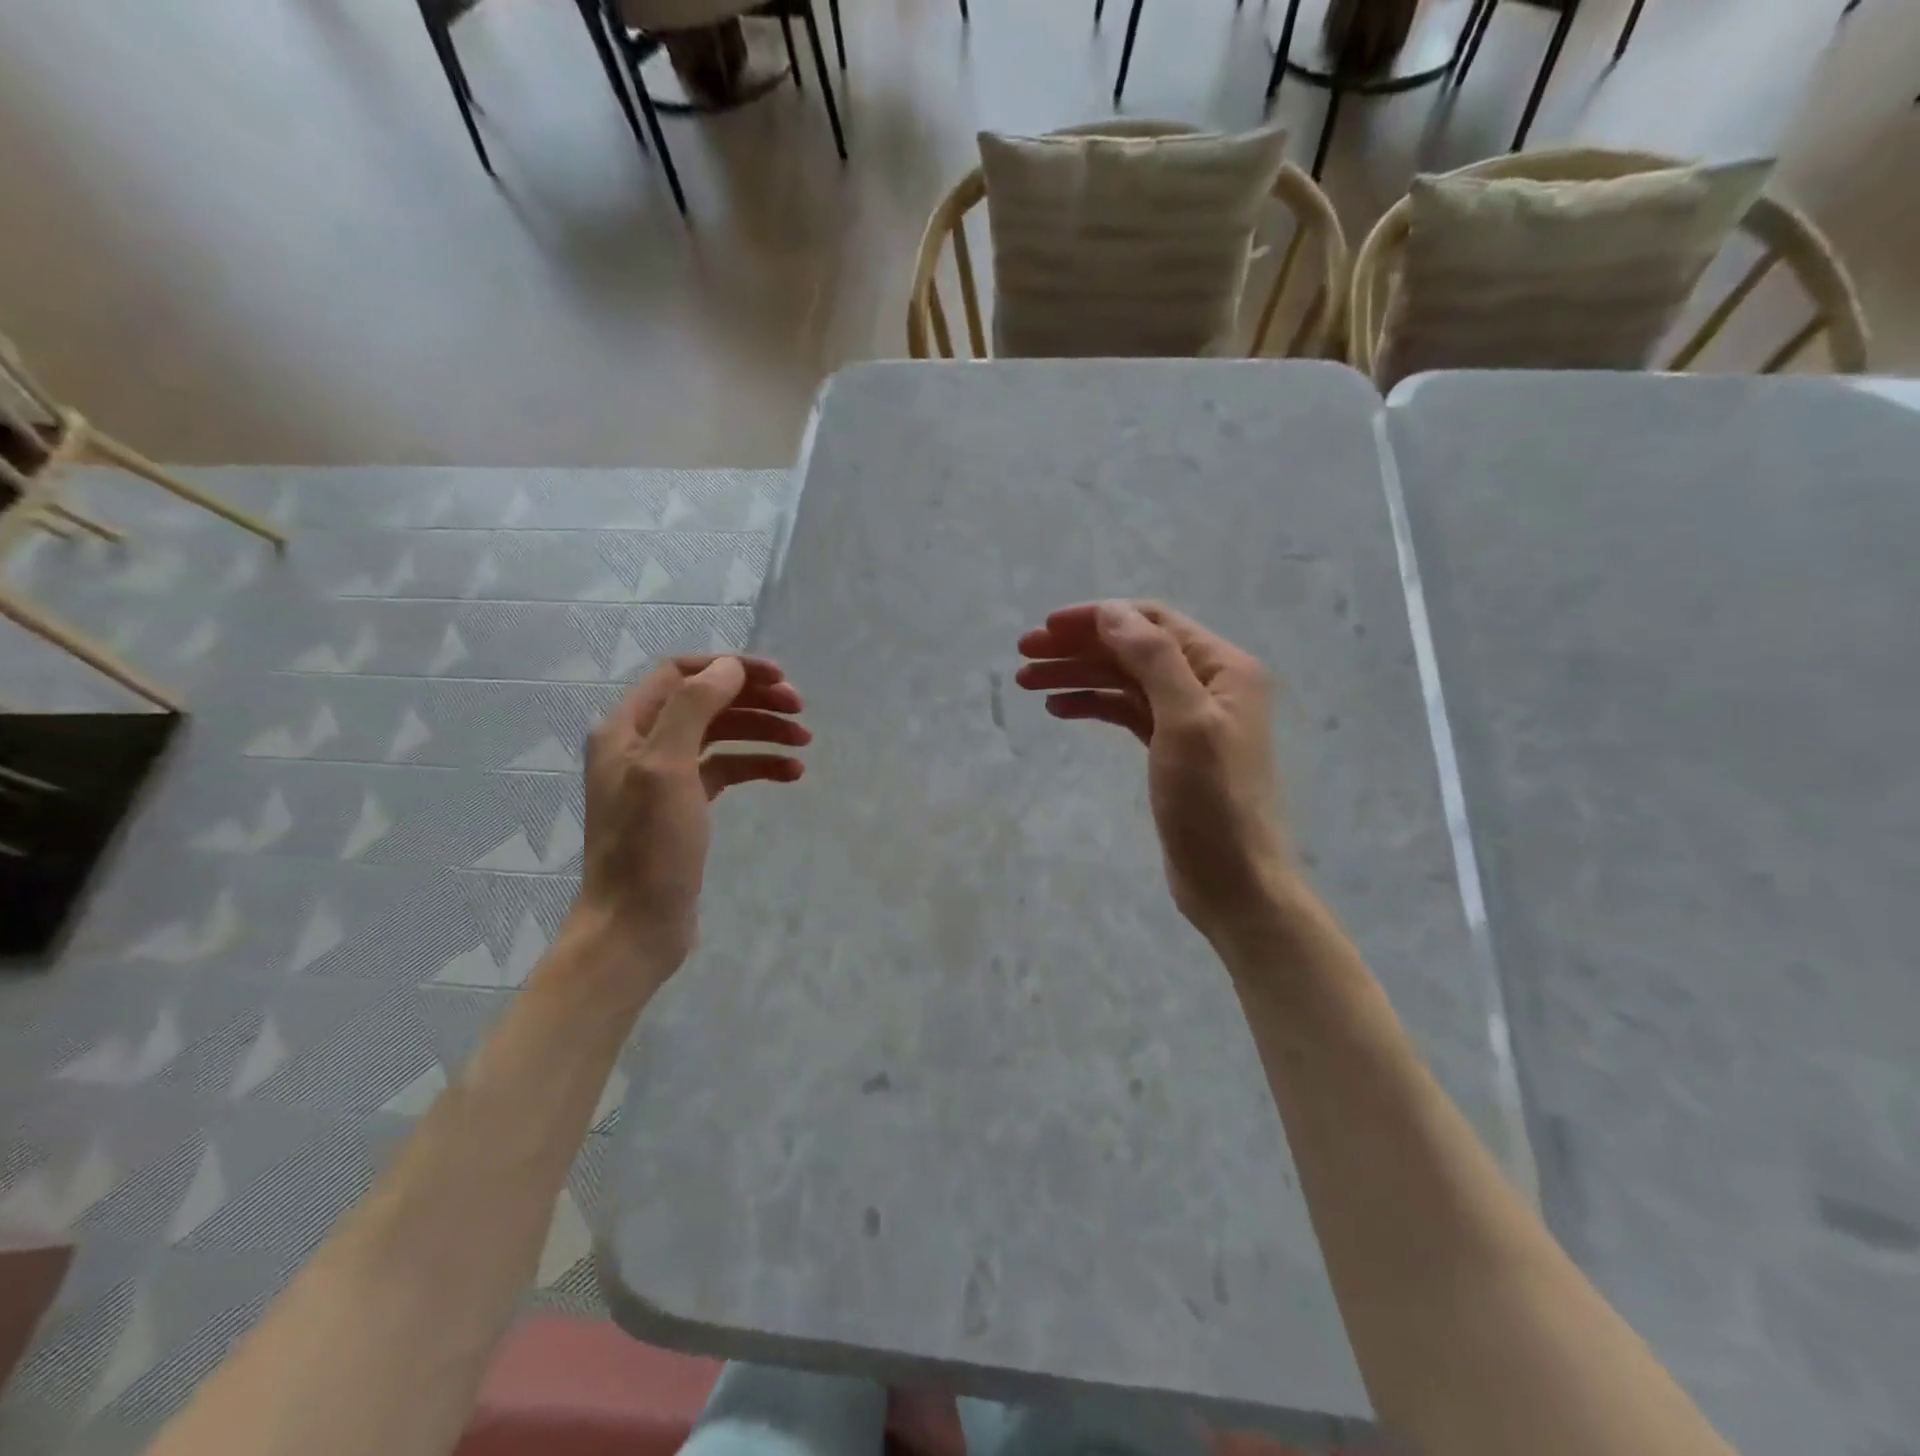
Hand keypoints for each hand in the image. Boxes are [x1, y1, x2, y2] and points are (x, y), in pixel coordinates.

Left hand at [573, 654, 809, 976]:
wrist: (635, 926)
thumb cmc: (648, 848)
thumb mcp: (666, 768)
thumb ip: (692, 708)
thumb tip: (728, 666)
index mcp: (627, 728)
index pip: (681, 673)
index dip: (730, 668)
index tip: (778, 678)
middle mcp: (642, 744)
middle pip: (705, 701)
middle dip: (753, 699)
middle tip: (799, 709)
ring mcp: (664, 776)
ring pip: (720, 735)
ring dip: (762, 731)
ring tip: (805, 741)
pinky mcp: (685, 806)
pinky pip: (726, 770)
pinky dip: (758, 765)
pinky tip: (790, 772)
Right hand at [1016, 601, 1291, 949]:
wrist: (1234, 882)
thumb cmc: (1213, 803)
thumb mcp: (1186, 722)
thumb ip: (1153, 659)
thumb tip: (1111, 612)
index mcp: (1223, 668)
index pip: (1151, 623)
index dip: (1097, 619)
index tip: (1046, 628)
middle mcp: (1208, 684)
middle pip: (1133, 649)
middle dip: (1078, 647)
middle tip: (1024, 656)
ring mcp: (1188, 718)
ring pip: (1124, 680)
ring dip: (1078, 675)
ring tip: (1028, 682)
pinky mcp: (1171, 749)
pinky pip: (1126, 712)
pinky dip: (1093, 704)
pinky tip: (1060, 708)